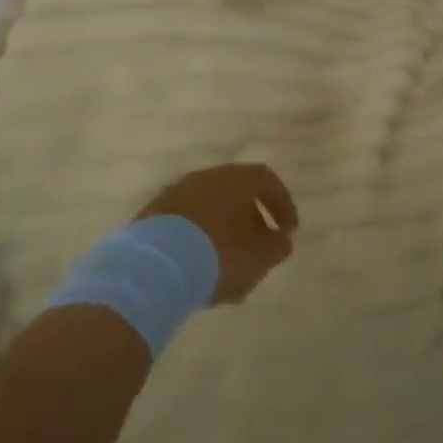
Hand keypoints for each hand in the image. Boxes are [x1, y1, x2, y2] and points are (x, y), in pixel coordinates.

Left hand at [136, 164, 297, 303]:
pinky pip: (184, 223)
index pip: (267, 180)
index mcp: (236, 178)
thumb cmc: (220, 254)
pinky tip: (198, 265)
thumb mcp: (261, 256)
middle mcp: (206, 177)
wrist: (157, 264)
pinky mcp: (153, 215)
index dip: (282, 204)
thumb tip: (281, 239)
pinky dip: (196, 239)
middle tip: (258, 246)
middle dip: (250, 218)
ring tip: (227, 263)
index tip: (288, 230)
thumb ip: (277, 246)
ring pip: (208, 207)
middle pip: (235, 191)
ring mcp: (176, 193)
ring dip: (222, 230)